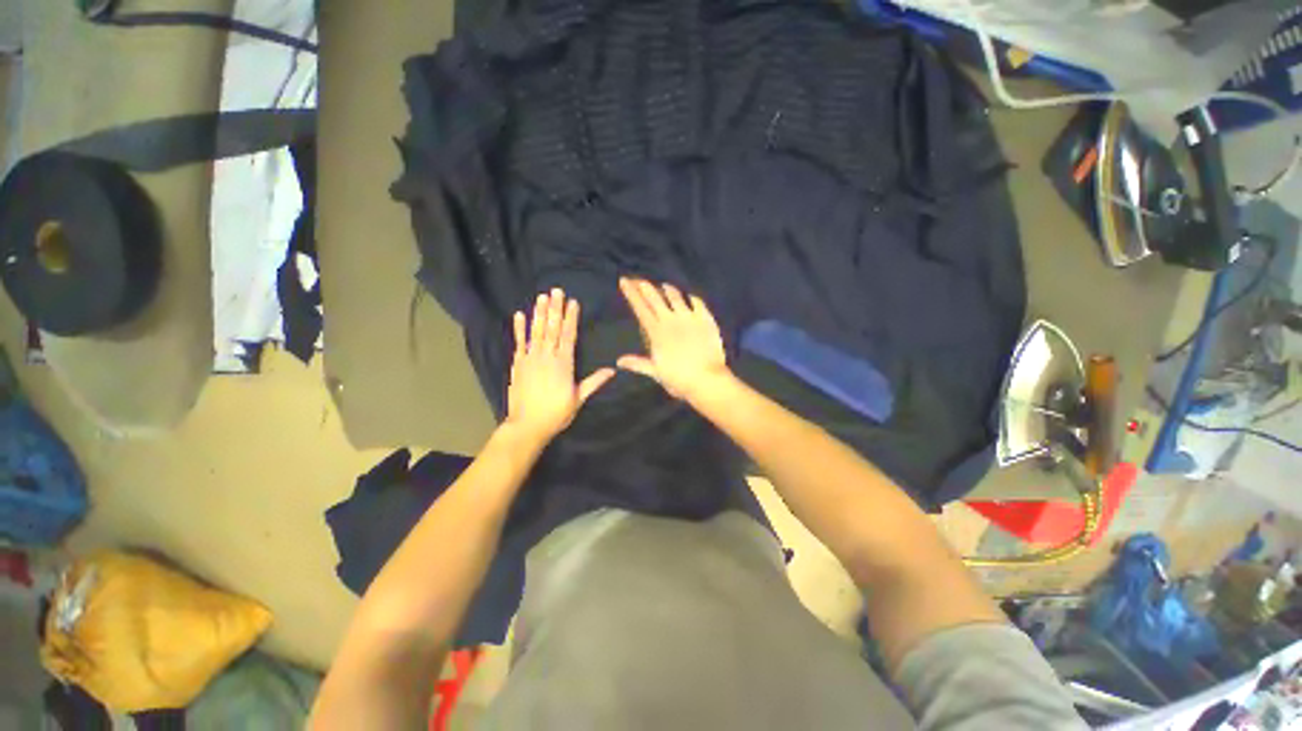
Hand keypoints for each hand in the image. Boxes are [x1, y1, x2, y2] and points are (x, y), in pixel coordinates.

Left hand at [505, 288, 614, 442]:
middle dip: (555, 309)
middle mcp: (547, 356)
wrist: (527, 425)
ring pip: (536, 331)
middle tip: (556, 290)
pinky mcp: (518, 364)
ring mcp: (530, 358)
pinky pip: (518, 343)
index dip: (571, 318)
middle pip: (552, 328)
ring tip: (542, 297)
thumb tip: (612, 369)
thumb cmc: (557, 413)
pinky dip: (519, 329)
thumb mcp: (579, 398)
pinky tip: (519, 315)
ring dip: (539, 313)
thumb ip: (594, 382)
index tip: (573, 302)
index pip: (569, 335)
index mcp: (564, 363)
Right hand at [617, 277, 730, 400]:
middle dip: (644, 287)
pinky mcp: (705, 318)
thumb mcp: (656, 373)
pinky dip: (691, 298)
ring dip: (667, 289)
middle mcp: (671, 320)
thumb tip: (619, 361)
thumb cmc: (678, 379)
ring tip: (663, 285)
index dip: (631, 293)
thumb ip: (638, 364)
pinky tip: (689, 297)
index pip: (640, 308)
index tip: (624, 281)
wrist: (707, 379)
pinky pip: (697, 302)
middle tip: (638, 279)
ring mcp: (689, 317)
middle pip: (655, 298)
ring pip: (675, 296)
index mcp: (656, 332)